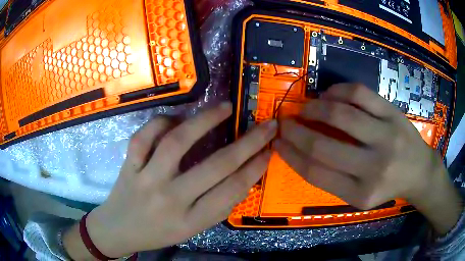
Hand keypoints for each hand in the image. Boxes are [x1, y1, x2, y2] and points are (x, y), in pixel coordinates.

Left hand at [64, 102, 276, 258]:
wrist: (118, 229)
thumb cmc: (158, 233)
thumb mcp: (192, 229)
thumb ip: (216, 205)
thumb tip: (242, 174)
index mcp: (191, 221)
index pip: (232, 191)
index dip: (255, 168)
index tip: (270, 150)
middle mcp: (170, 199)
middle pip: (216, 166)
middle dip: (249, 142)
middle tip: (266, 125)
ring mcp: (146, 178)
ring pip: (177, 142)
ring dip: (205, 121)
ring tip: (225, 107)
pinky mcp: (129, 165)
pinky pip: (144, 136)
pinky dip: (161, 122)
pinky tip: (175, 119)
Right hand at [275, 83, 461, 233]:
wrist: (419, 171)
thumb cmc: (388, 186)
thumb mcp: (359, 195)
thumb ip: (333, 178)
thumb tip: (302, 150)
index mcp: (360, 194)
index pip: (316, 174)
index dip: (291, 155)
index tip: (277, 142)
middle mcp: (374, 168)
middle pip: (324, 147)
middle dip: (296, 132)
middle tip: (284, 122)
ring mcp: (386, 137)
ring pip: (341, 115)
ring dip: (315, 108)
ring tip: (306, 107)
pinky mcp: (394, 114)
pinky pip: (360, 94)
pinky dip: (338, 91)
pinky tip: (329, 95)